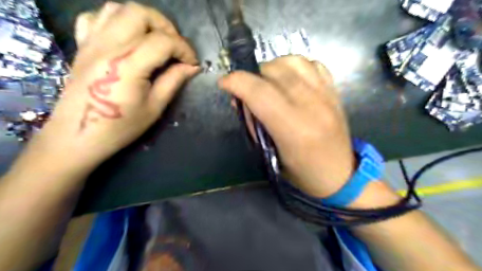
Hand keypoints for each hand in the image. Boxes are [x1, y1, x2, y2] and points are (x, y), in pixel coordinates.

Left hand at [25, 1, 197, 170]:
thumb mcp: (155, 107)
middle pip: (140, 14)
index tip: (193, 63)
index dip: (184, 49)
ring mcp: (92, 42)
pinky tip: (127, 38)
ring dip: (144, 21)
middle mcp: (108, 46)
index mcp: (128, 65)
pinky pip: (96, 18)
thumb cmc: (121, 126)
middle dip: (166, 27)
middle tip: (175, 47)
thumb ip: (174, 81)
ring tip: (155, 40)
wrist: (78, 134)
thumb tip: (192, 67)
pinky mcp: (82, 45)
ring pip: (118, 9)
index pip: (163, 41)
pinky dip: (116, 21)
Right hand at [220, 56, 354, 197]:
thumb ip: (254, 124)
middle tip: (248, 90)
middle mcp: (313, 107)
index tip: (225, 83)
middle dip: (253, 76)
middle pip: (275, 72)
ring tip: (268, 82)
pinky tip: (290, 80)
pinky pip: (312, 64)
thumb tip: (241, 100)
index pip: (260, 93)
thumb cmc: (302, 173)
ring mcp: (327, 96)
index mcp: (294, 130)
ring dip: (273, 68)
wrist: (341, 175)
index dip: (237, 82)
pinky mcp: (335, 92)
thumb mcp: (270, 154)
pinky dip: (295, 67)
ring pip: (293, 61)